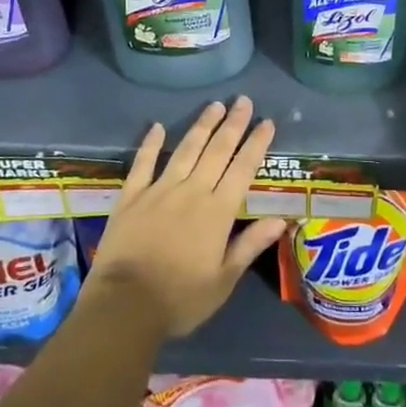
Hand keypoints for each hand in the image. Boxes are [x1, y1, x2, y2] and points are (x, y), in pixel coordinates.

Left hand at [82, 97, 287, 338]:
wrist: (124, 306)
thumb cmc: (180, 299)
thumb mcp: (223, 281)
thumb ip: (250, 245)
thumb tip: (280, 219)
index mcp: (218, 212)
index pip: (243, 169)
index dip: (256, 144)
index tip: (267, 122)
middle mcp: (192, 191)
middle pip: (217, 150)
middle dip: (233, 124)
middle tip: (243, 100)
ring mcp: (160, 190)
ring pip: (186, 149)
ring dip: (202, 125)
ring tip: (214, 105)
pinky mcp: (132, 196)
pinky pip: (143, 163)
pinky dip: (151, 144)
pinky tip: (157, 126)